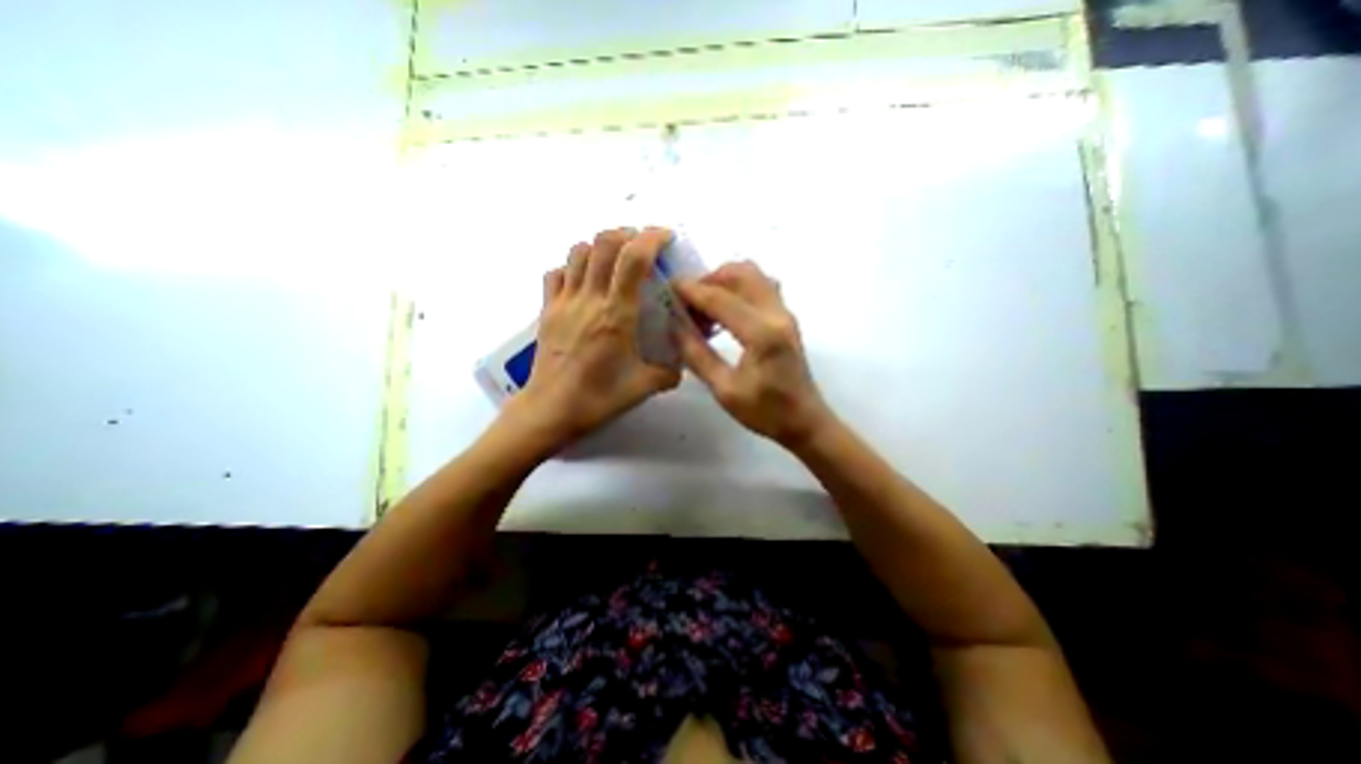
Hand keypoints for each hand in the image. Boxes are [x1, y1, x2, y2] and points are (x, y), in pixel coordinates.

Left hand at [503, 230, 680, 451]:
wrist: (549, 411)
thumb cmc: (597, 399)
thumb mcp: (642, 387)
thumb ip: (668, 373)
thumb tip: (681, 365)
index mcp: (616, 315)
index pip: (633, 259)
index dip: (651, 238)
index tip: (665, 236)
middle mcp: (589, 299)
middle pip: (603, 242)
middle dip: (627, 234)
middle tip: (642, 246)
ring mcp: (564, 302)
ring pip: (578, 252)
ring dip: (600, 246)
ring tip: (616, 259)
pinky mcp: (547, 311)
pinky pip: (557, 273)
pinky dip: (573, 266)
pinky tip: (584, 281)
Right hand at [676, 259, 836, 447]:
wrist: (805, 420)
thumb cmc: (766, 411)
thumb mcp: (724, 390)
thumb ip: (697, 355)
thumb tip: (675, 325)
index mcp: (762, 334)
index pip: (721, 299)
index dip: (692, 290)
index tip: (669, 286)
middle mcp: (777, 314)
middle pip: (741, 273)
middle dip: (709, 279)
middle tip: (688, 300)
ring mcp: (785, 313)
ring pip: (753, 275)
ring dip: (725, 281)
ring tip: (704, 306)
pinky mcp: (786, 317)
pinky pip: (761, 286)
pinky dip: (738, 288)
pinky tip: (724, 312)